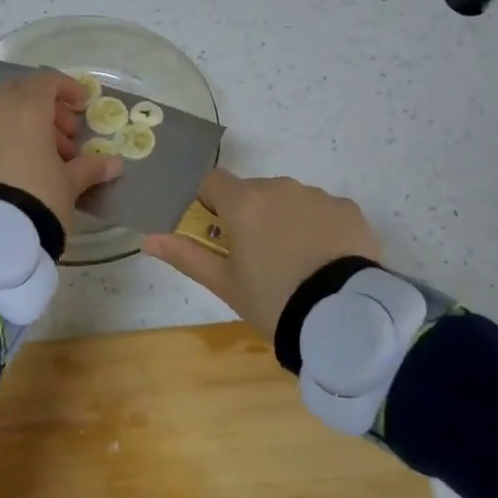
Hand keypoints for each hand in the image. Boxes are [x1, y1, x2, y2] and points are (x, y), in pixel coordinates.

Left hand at [0, 69, 121, 235]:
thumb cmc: (40, 195)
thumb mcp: (70, 182)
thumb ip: (92, 166)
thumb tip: (115, 164)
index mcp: (28, 107)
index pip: (47, 80)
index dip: (68, 89)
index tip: (83, 107)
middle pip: (24, 90)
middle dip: (48, 106)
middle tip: (68, 134)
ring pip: (6, 108)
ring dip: (30, 121)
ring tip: (51, 155)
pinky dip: (10, 133)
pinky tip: (26, 163)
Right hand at [141, 169, 381, 341]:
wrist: (343, 316)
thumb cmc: (273, 299)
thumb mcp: (224, 284)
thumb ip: (186, 255)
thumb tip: (148, 239)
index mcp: (244, 202)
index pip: (213, 181)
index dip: (210, 202)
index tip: (217, 232)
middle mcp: (280, 187)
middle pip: (253, 191)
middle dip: (250, 215)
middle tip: (257, 258)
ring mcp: (317, 196)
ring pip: (290, 199)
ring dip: (285, 219)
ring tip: (295, 264)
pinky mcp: (349, 209)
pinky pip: (323, 211)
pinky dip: (318, 228)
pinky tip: (324, 261)